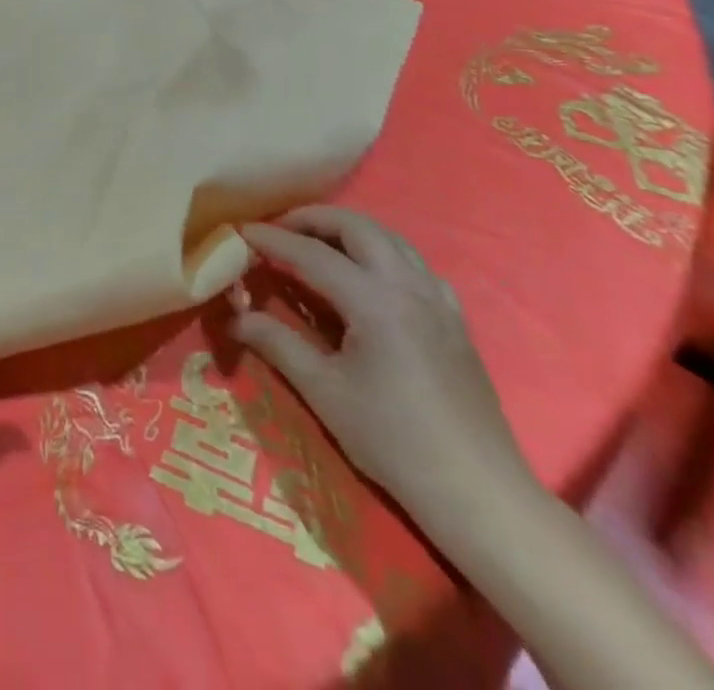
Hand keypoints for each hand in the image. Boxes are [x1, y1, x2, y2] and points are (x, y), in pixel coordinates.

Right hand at [231, 206, 528, 521]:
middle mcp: (408, 285)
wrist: (479, 493)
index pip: (311, 253)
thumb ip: (277, 343)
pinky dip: (381, 254)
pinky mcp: (454, 319)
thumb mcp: (324, 392)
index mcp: (374, 300)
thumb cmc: (394, 442)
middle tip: (278, 230)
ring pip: (389, 238)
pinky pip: (414, 264)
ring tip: (315, 245)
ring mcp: (438, 299)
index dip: (271, 239)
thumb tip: (235, 315)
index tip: (240, 231)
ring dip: (347, 231)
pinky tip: (368, 279)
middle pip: (356, 226)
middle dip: (312, 219)